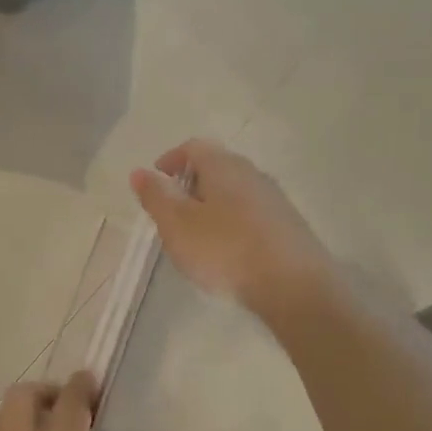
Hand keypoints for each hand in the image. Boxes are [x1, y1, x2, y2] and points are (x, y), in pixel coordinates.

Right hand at [130, 139, 332, 320]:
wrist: (292, 283)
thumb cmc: (225, 250)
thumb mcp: (177, 224)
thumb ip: (156, 197)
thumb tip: (140, 172)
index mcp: (223, 166)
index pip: (192, 147)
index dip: (170, 160)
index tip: (155, 180)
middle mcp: (252, 173)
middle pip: (215, 167)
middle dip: (189, 184)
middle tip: (171, 212)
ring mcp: (273, 199)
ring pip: (233, 191)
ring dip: (210, 205)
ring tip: (195, 235)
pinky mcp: (285, 225)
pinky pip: (248, 213)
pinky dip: (229, 222)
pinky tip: (225, 250)